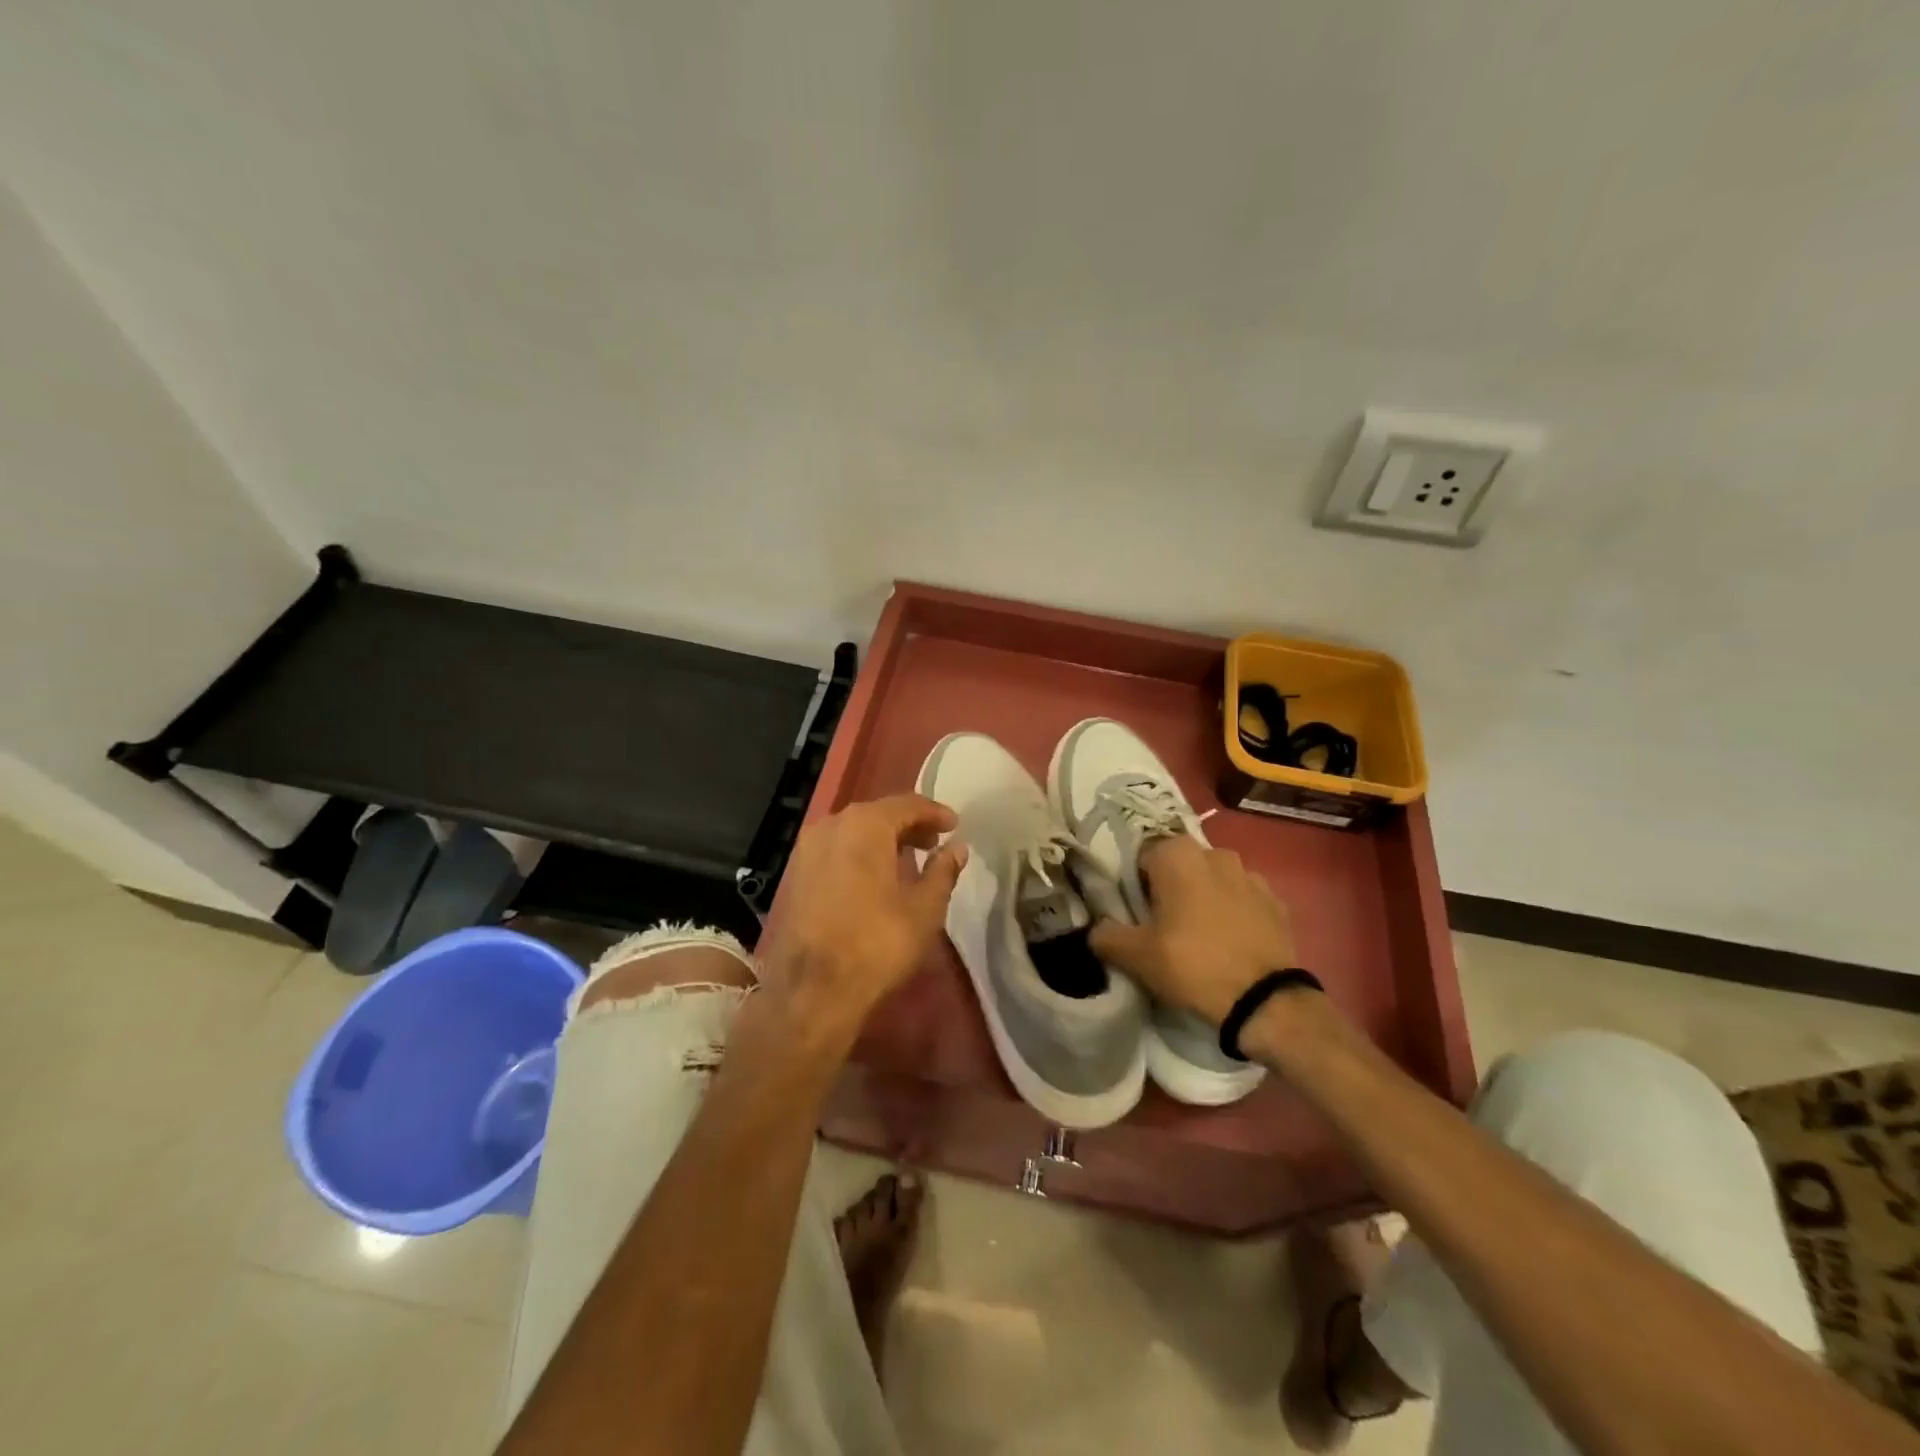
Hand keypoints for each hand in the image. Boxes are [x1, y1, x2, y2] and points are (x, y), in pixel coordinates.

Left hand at [757, 794, 967, 1048]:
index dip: (935, 812)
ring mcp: (807, 849)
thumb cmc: (878, 942)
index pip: (908, 804)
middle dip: (908, 825)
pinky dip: (859, 854)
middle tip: (934, 842)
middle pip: (877, 814)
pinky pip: (836, 850)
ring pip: (853, 831)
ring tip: (908, 860)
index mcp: (865, 824)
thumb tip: (957, 848)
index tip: (955, 825)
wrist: (812, 990)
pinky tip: (875, 878)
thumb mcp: (925, 907)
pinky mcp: (795, 874)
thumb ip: (943, 870)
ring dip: (882, 840)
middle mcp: (831, 825)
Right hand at [1088, 835, 1298, 1026]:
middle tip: (1164, 927)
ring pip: (1214, 881)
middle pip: (1180, 867)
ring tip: (1200, 937)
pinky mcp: (1277, 902)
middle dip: (1172, 889)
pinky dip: (1235, 914)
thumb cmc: (1192, 965)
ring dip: (1205, 898)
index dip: (1136, 886)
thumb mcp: (1136, 956)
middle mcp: (1216, 853)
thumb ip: (1106, 935)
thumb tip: (1097, 929)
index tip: (1137, 915)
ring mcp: (1252, 876)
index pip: (1143, 858)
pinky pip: (1244, 900)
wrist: (1264, 1001)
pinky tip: (1230, 944)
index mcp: (1178, 855)